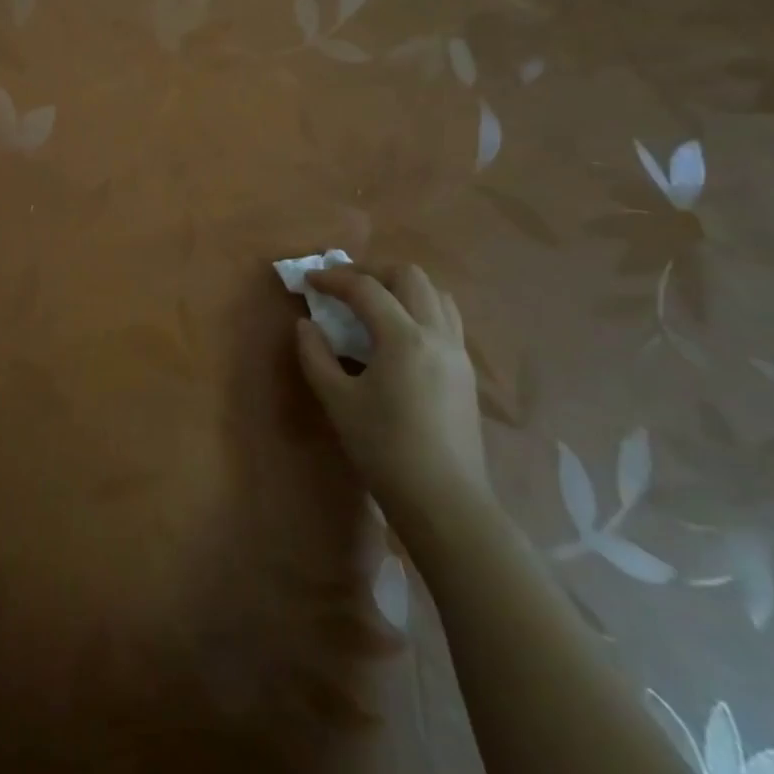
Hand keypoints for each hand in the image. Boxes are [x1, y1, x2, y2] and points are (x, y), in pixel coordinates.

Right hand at [296, 264, 490, 519]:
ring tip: (373, 303)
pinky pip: (446, 319)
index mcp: (404, 338)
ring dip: (401, 287)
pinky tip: (398, 333)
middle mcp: (437, 334)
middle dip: (372, 272)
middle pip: (409, 276)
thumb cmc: (385, 449)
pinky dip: (419, 308)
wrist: (445, 501)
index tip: (308, 281)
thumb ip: (316, 355)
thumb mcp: (337, 401)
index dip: (333, 278)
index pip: (366, 289)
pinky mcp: (466, 371)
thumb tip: (307, 325)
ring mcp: (458, 352)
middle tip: (343, 286)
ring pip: (436, 294)